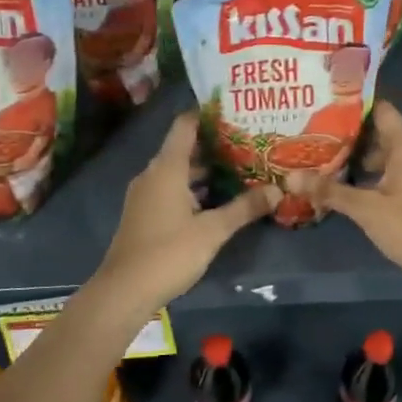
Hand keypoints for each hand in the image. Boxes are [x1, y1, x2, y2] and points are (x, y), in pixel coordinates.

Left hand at [91, 112, 276, 309]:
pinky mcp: (145, 214)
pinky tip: (218, 199)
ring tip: (241, 169)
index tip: (235, 110)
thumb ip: (244, 208)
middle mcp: (153, 174)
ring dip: (206, 170)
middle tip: (250, 143)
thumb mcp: (213, 230)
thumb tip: (277, 190)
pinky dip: (194, 188)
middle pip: (185, 148)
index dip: (208, 114)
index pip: (186, 126)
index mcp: (167, 168)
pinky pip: (172, 189)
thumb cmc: (169, 252)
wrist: (123, 291)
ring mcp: (146, 195)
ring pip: (179, 172)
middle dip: (216, 145)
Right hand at [321, 102, 401, 278]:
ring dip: (359, 158)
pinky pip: (393, 173)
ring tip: (324, 159)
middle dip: (349, 135)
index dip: (353, 106)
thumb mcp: (366, 208)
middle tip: (315, 135)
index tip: (324, 106)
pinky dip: (372, 175)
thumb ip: (329, 191)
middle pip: (380, 133)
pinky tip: (349, 186)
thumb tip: (290, 177)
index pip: (379, 110)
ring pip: (386, 156)